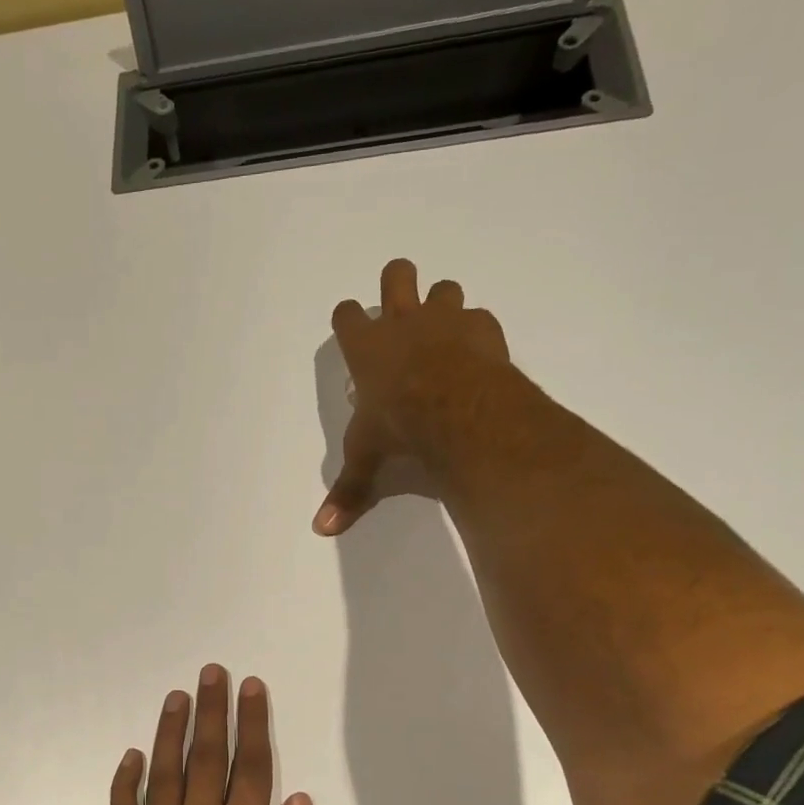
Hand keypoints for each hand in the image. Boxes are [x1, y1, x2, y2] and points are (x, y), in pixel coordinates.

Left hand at [111, 666, 333, 804]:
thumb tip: (295, 799)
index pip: (250, 768)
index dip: (252, 723)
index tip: (251, 686)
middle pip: (206, 759)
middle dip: (212, 711)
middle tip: (212, 672)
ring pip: (163, 777)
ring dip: (170, 732)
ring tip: (177, 696)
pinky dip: (125, 783)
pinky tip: (131, 755)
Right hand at [313, 258, 518, 536]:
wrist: (459, 412)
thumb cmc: (399, 427)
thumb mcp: (367, 458)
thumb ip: (349, 488)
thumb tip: (321, 529)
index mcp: (366, 347)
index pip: (346, 314)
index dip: (347, 319)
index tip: (350, 329)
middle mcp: (403, 322)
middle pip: (396, 275)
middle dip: (397, 283)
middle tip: (401, 310)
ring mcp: (445, 320)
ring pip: (443, 288)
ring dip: (441, 305)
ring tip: (443, 334)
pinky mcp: (482, 328)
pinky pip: (478, 317)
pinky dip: (476, 332)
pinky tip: (477, 355)